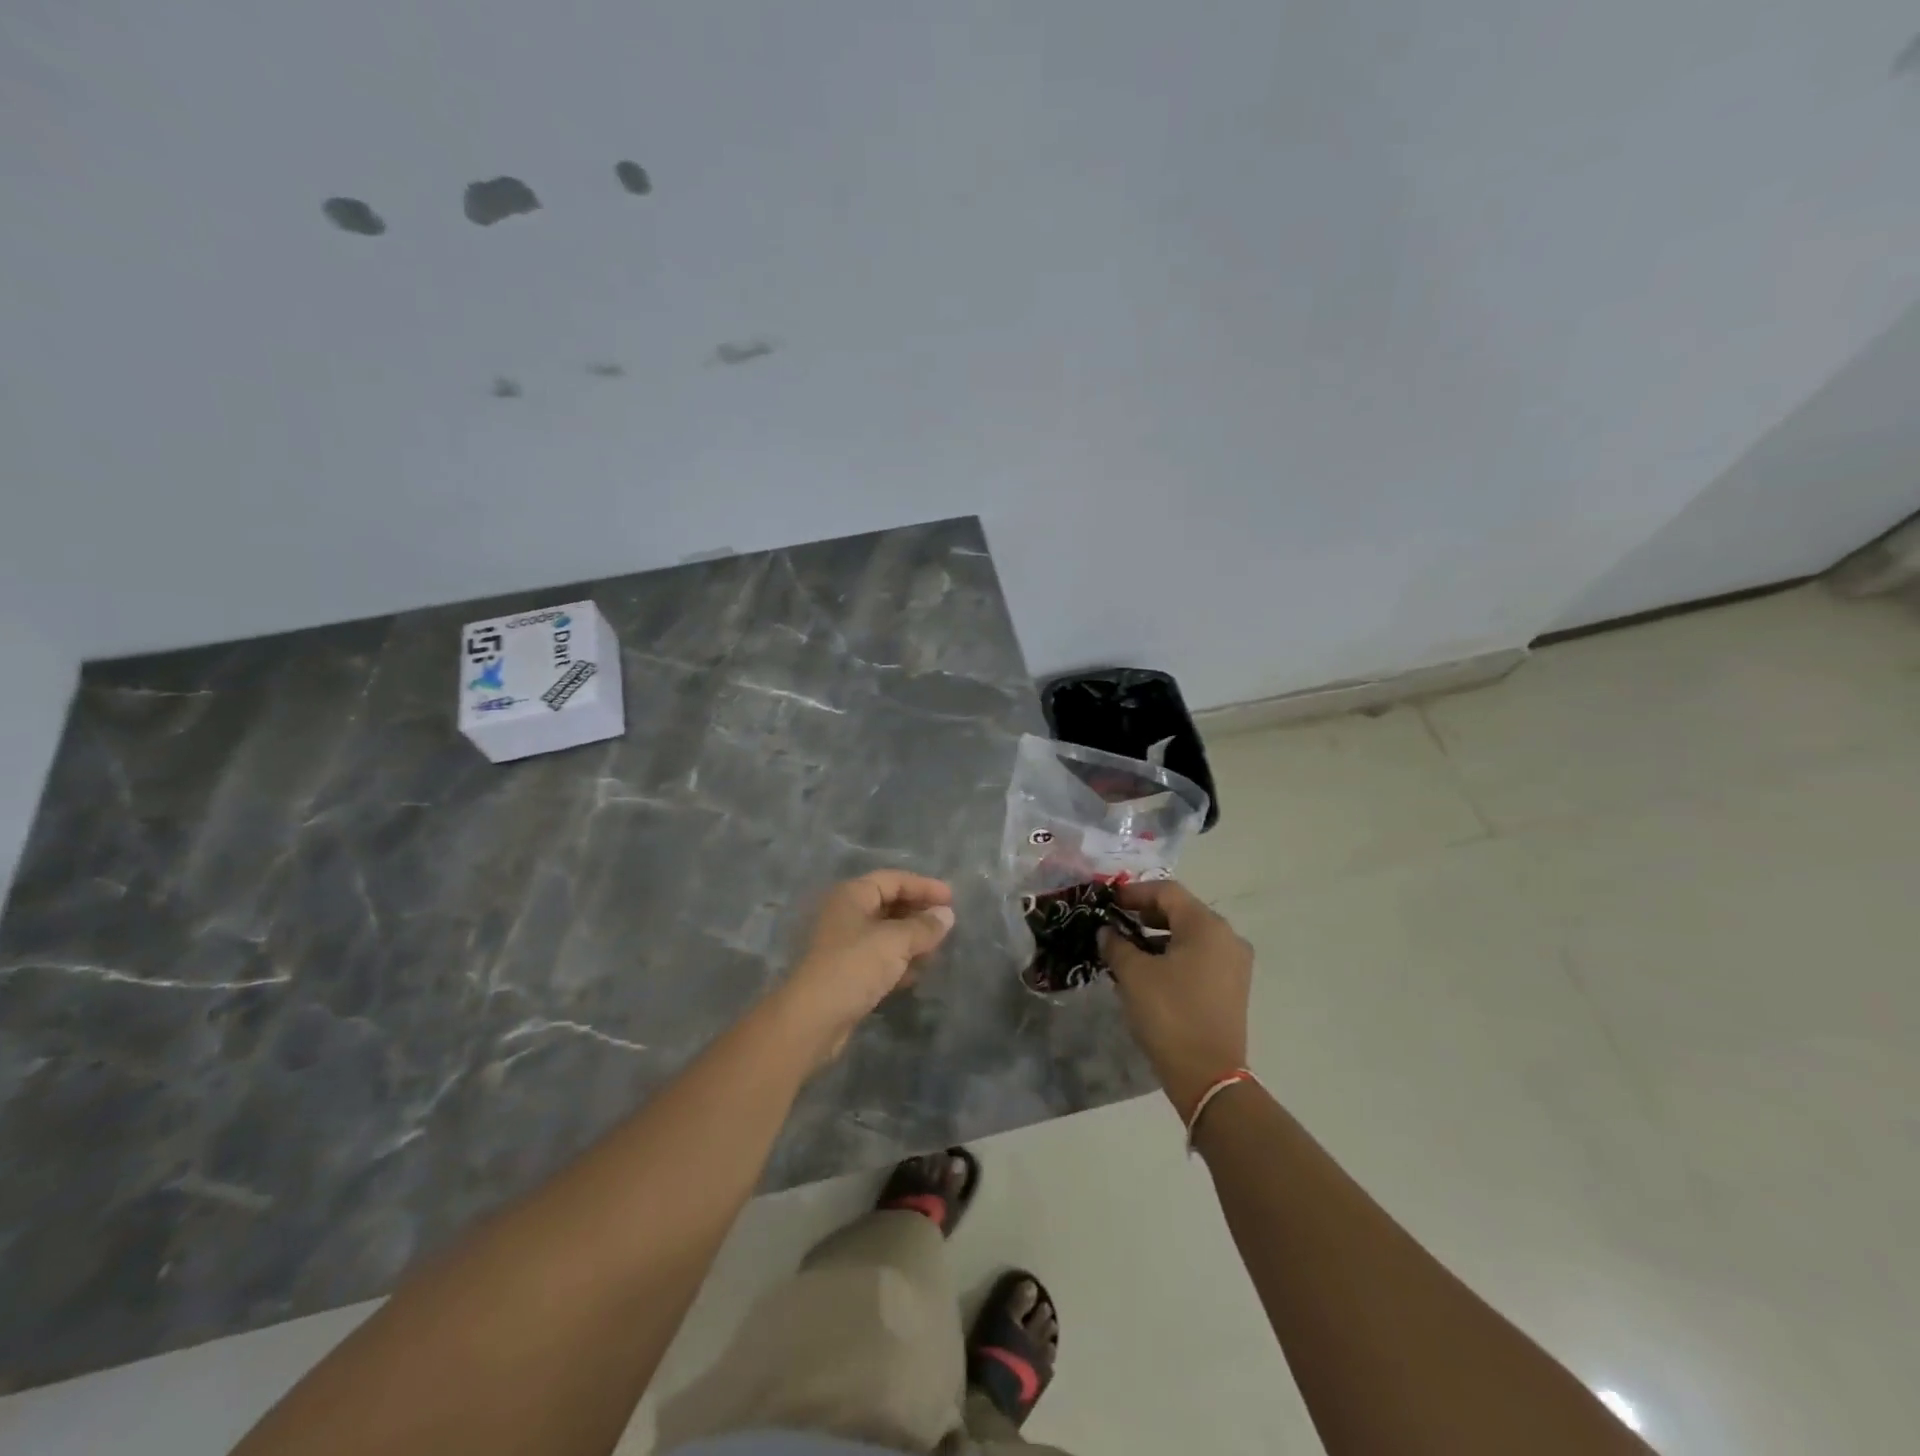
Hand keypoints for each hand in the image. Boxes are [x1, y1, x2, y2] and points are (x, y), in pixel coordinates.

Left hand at [775, 870, 955, 1067]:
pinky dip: (899, 962)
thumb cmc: (854, 966)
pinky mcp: (846, 973)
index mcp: (852, 895)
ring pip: (885, 934)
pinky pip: (879, 959)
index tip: (952, 899)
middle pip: (888, 904)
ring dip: (911, 940)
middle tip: (947, 924)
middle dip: (918, 913)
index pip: (893, 880)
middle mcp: (845, 914)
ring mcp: (844, 945)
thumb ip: (924, 926)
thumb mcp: (896, 941)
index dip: (924, 886)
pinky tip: (917, 974)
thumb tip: (946, 915)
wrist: (813, 1019)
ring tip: (937, 950)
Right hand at [1099, 880, 1252, 1116]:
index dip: (1134, 892)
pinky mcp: (1232, 987)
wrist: (1208, 1075)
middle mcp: (1227, 937)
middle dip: (1146, 914)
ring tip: (1127, 948)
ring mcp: (1234, 964)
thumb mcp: (1134, 974)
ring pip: (1191, 935)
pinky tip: (1150, 970)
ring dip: (1158, 936)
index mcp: (1207, 926)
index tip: (1109, 902)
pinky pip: (1200, 957)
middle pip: (1182, 911)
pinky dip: (1174, 955)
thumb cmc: (1169, 1014)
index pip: (1167, 892)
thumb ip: (1117, 944)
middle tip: (1116, 923)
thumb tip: (1107, 931)